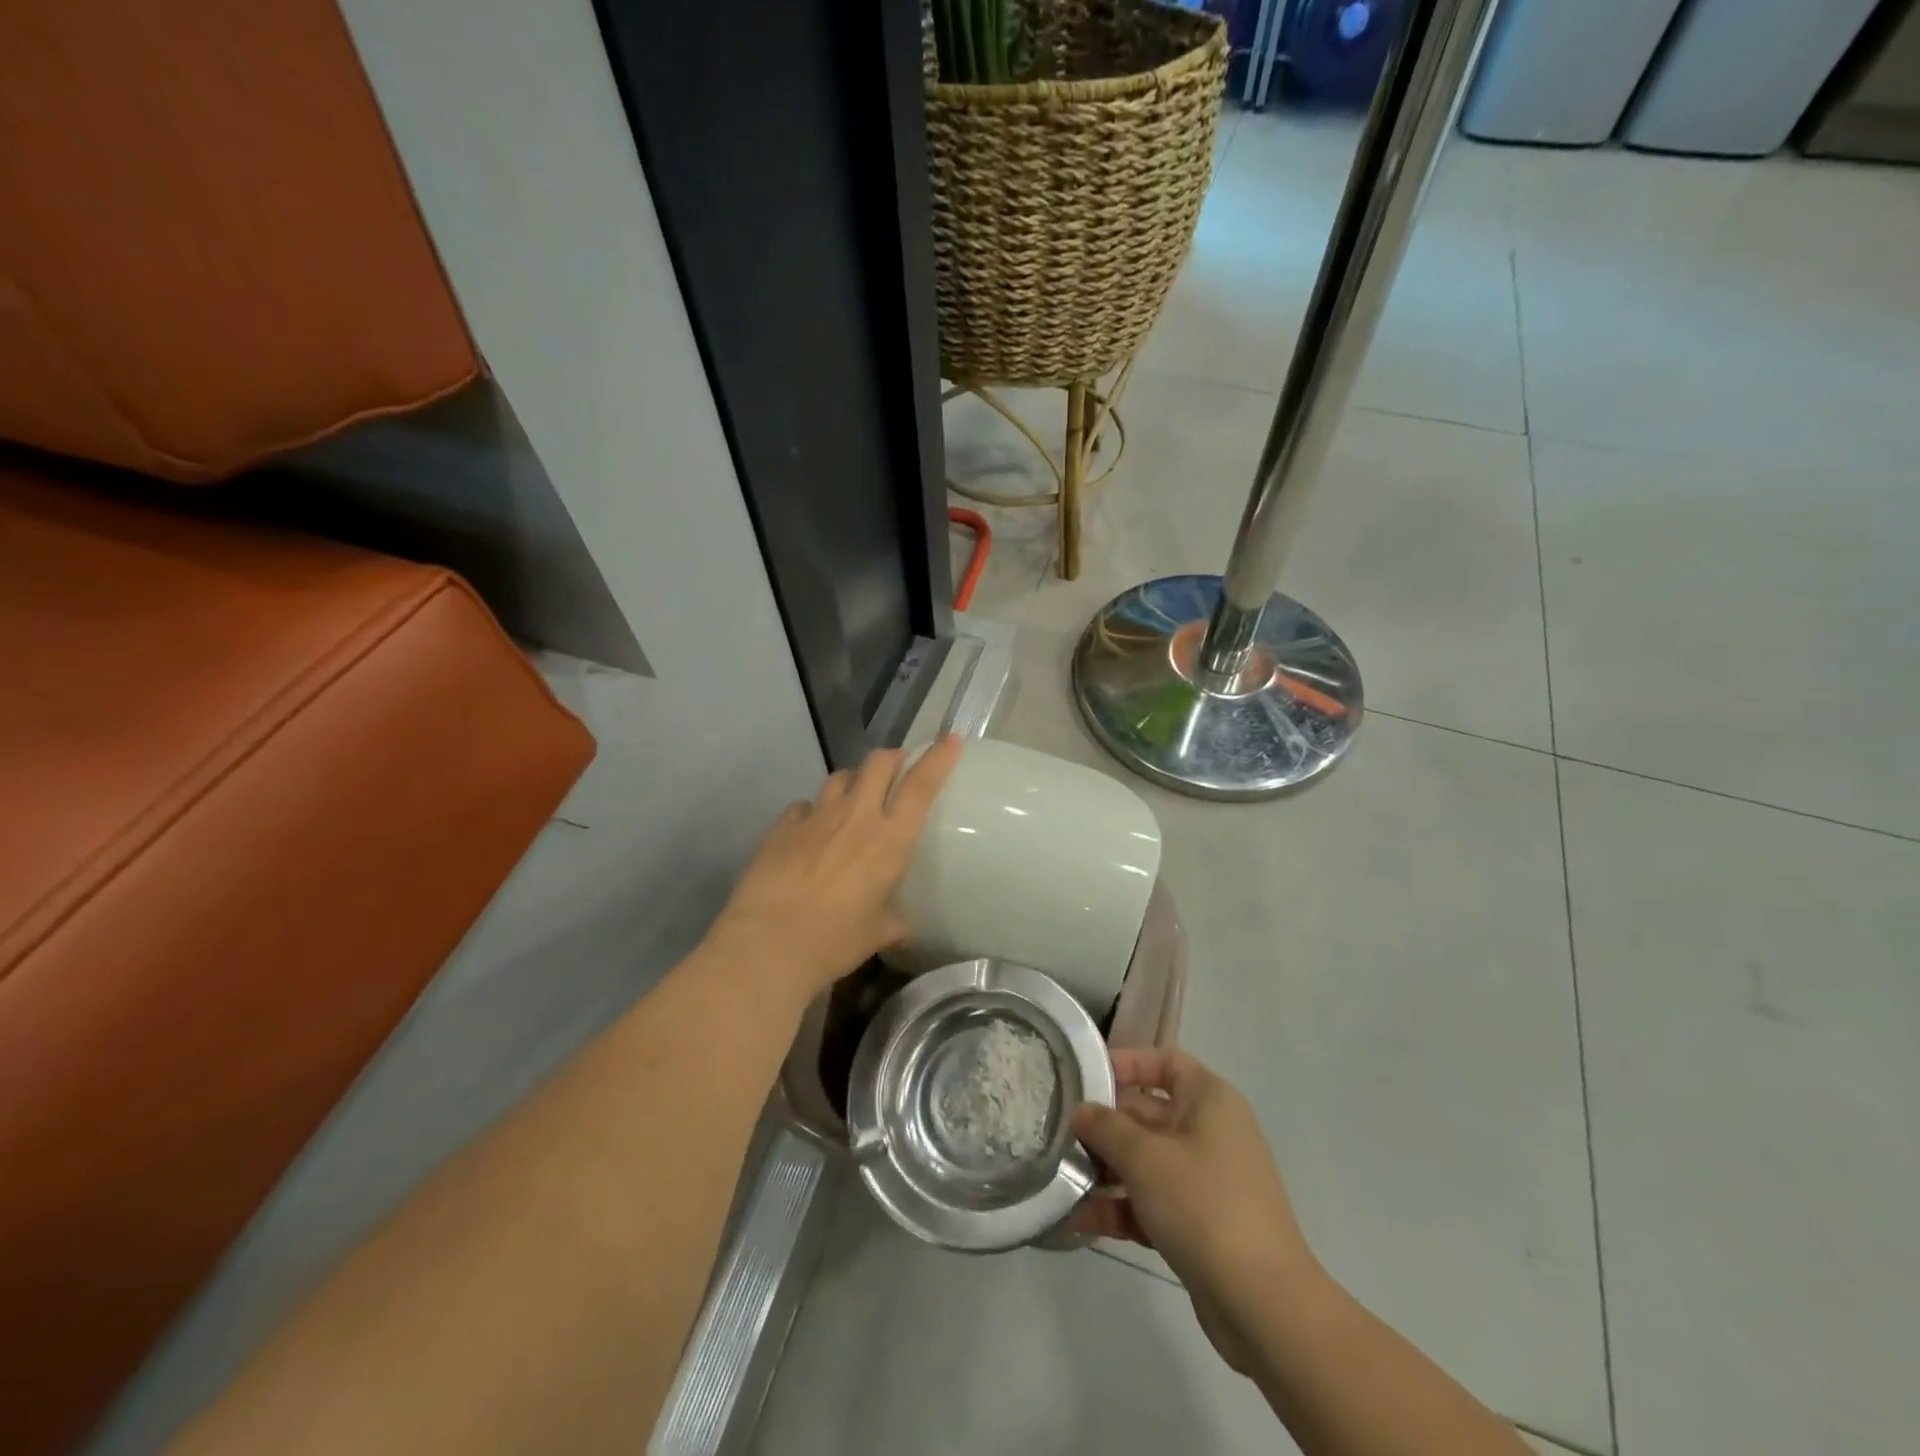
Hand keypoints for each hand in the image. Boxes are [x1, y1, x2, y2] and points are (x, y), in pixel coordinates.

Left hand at [706, 736, 961, 1002]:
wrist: (768, 944)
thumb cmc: (834, 941)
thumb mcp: (876, 934)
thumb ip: (893, 922)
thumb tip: (901, 927)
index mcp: (889, 840)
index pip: (921, 785)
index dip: (938, 758)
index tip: (950, 740)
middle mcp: (856, 817)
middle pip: (878, 763)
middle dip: (892, 758)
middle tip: (897, 769)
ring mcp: (816, 817)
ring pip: (840, 777)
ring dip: (854, 781)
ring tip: (854, 798)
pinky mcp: (782, 826)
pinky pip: (804, 806)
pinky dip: (813, 811)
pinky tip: (810, 831)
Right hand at [1071, 1049, 1318, 1374]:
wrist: (1264, 1304)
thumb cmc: (1203, 1205)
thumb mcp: (1144, 1158)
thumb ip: (1106, 1127)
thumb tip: (1081, 1111)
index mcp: (1209, 1100)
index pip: (1164, 1061)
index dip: (1126, 1063)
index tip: (1084, 1077)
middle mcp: (1211, 1131)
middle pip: (1148, 1113)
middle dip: (1105, 1126)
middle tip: (1060, 1134)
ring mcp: (1207, 1179)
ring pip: (1147, 1161)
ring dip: (1107, 1171)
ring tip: (1065, 1182)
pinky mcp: (1201, 1223)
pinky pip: (1154, 1201)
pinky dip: (1123, 1208)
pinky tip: (1082, 1221)